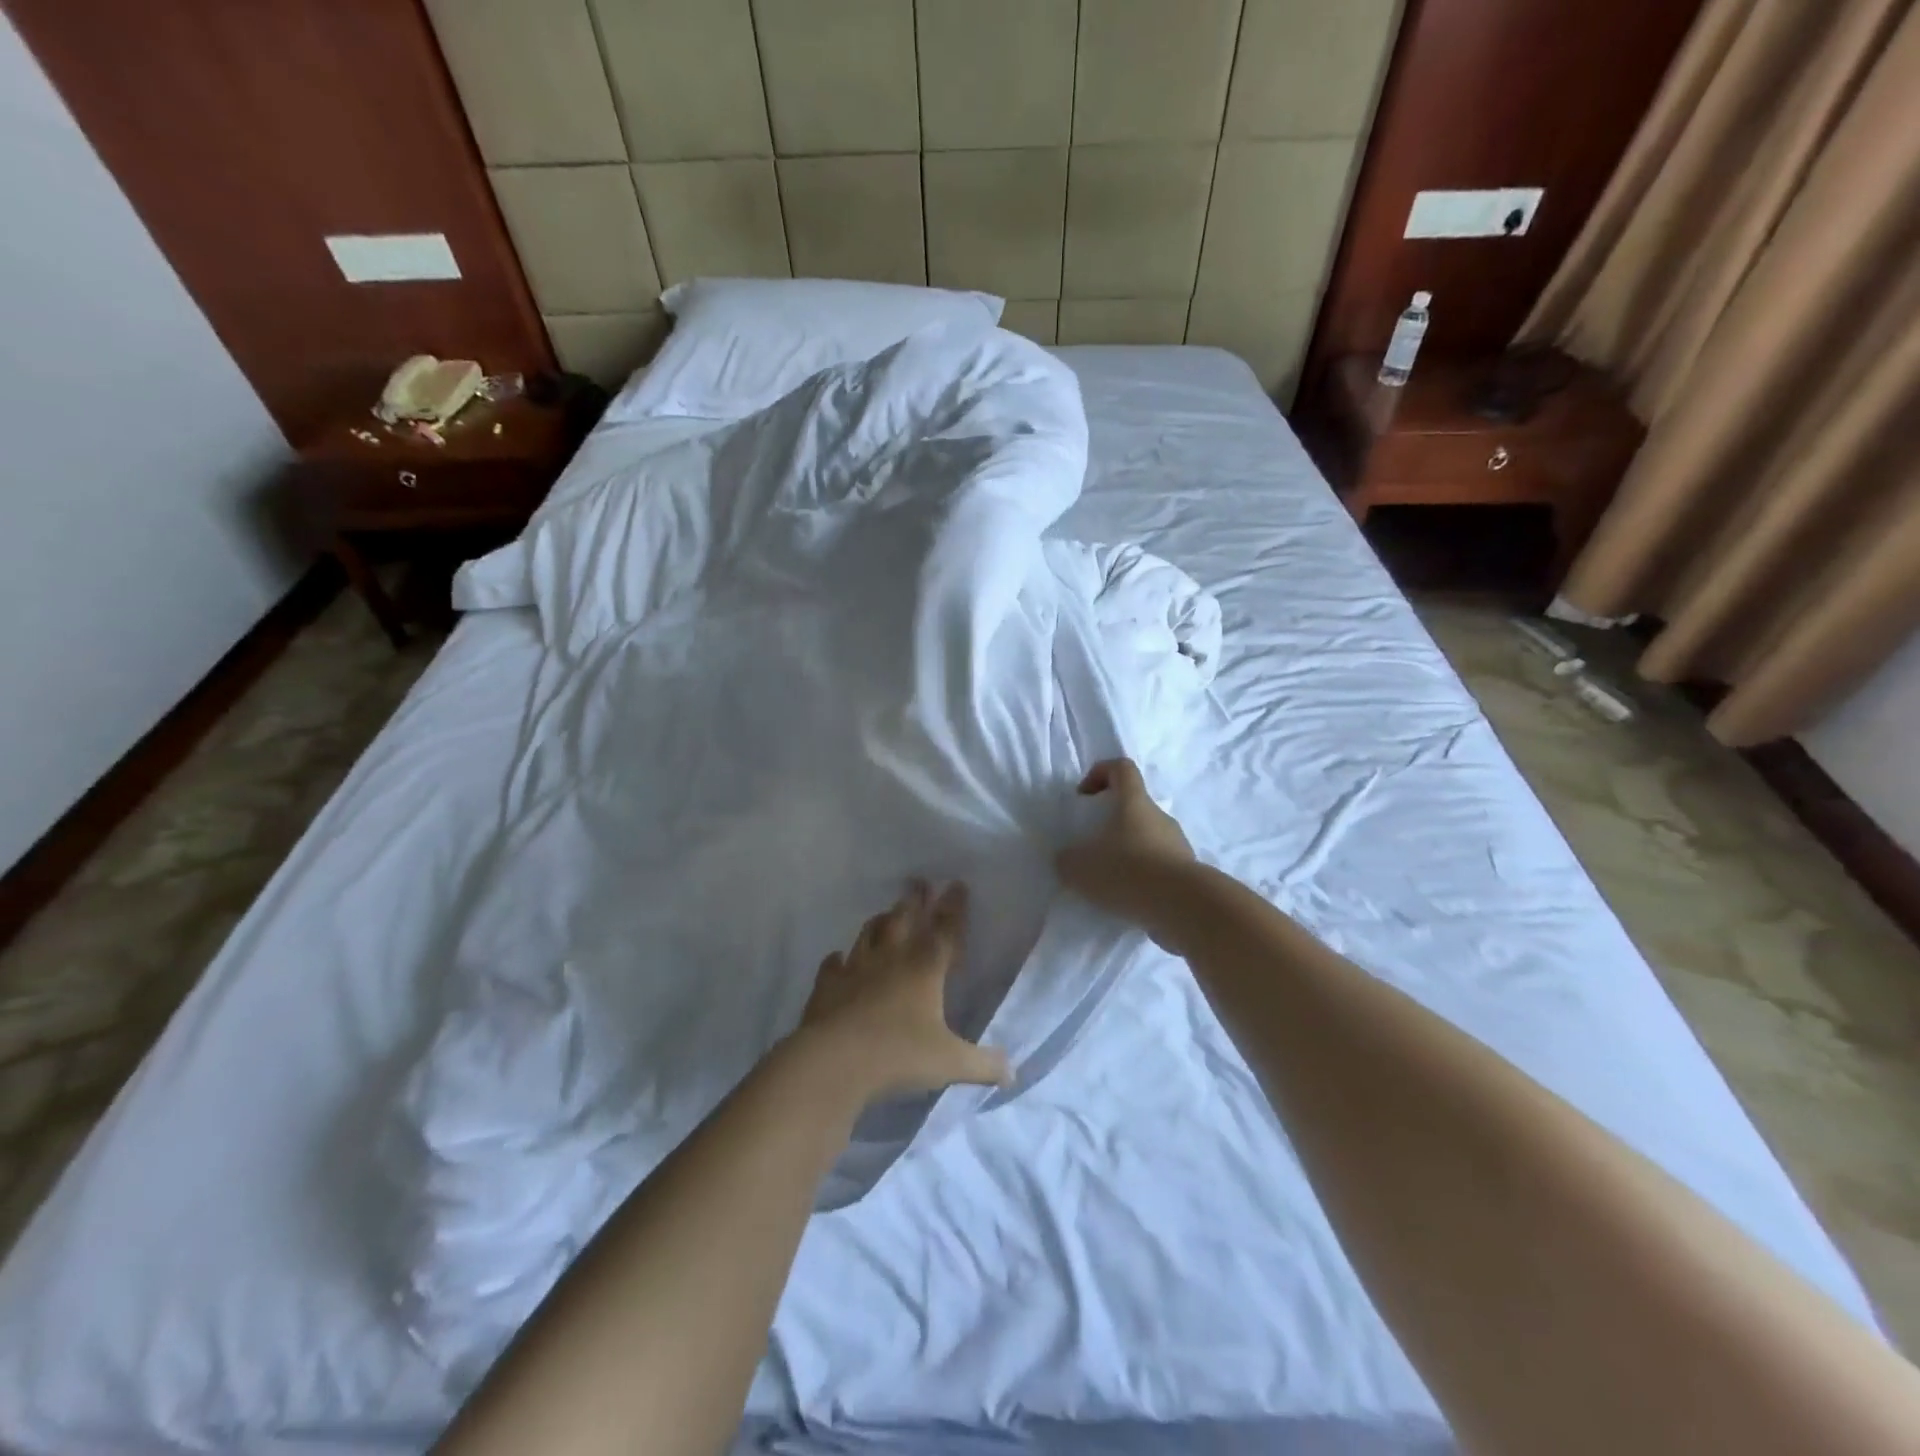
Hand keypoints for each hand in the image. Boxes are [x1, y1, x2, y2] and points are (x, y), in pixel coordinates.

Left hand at [796, 881, 1010, 1099]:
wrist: (834, 1061)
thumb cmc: (898, 1055)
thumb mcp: (949, 1063)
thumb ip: (982, 1064)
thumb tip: (1013, 1072)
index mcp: (925, 968)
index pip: (945, 930)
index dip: (954, 908)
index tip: (956, 884)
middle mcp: (891, 959)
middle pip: (904, 919)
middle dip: (915, 899)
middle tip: (918, 881)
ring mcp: (855, 969)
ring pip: (870, 934)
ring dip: (880, 921)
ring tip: (886, 912)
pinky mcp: (827, 985)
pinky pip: (833, 965)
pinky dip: (838, 960)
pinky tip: (838, 959)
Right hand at [1055, 758, 1196, 944]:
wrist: (1184, 907)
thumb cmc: (1128, 871)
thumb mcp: (1080, 867)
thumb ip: (1067, 860)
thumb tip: (1068, 859)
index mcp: (1133, 802)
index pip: (1121, 768)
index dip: (1100, 773)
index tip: (1084, 796)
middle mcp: (1159, 817)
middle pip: (1134, 807)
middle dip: (1110, 823)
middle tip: (1092, 848)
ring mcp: (1177, 845)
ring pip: (1147, 839)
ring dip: (1127, 853)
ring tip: (1108, 881)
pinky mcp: (1186, 873)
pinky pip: (1158, 867)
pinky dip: (1142, 878)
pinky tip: (1127, 900)